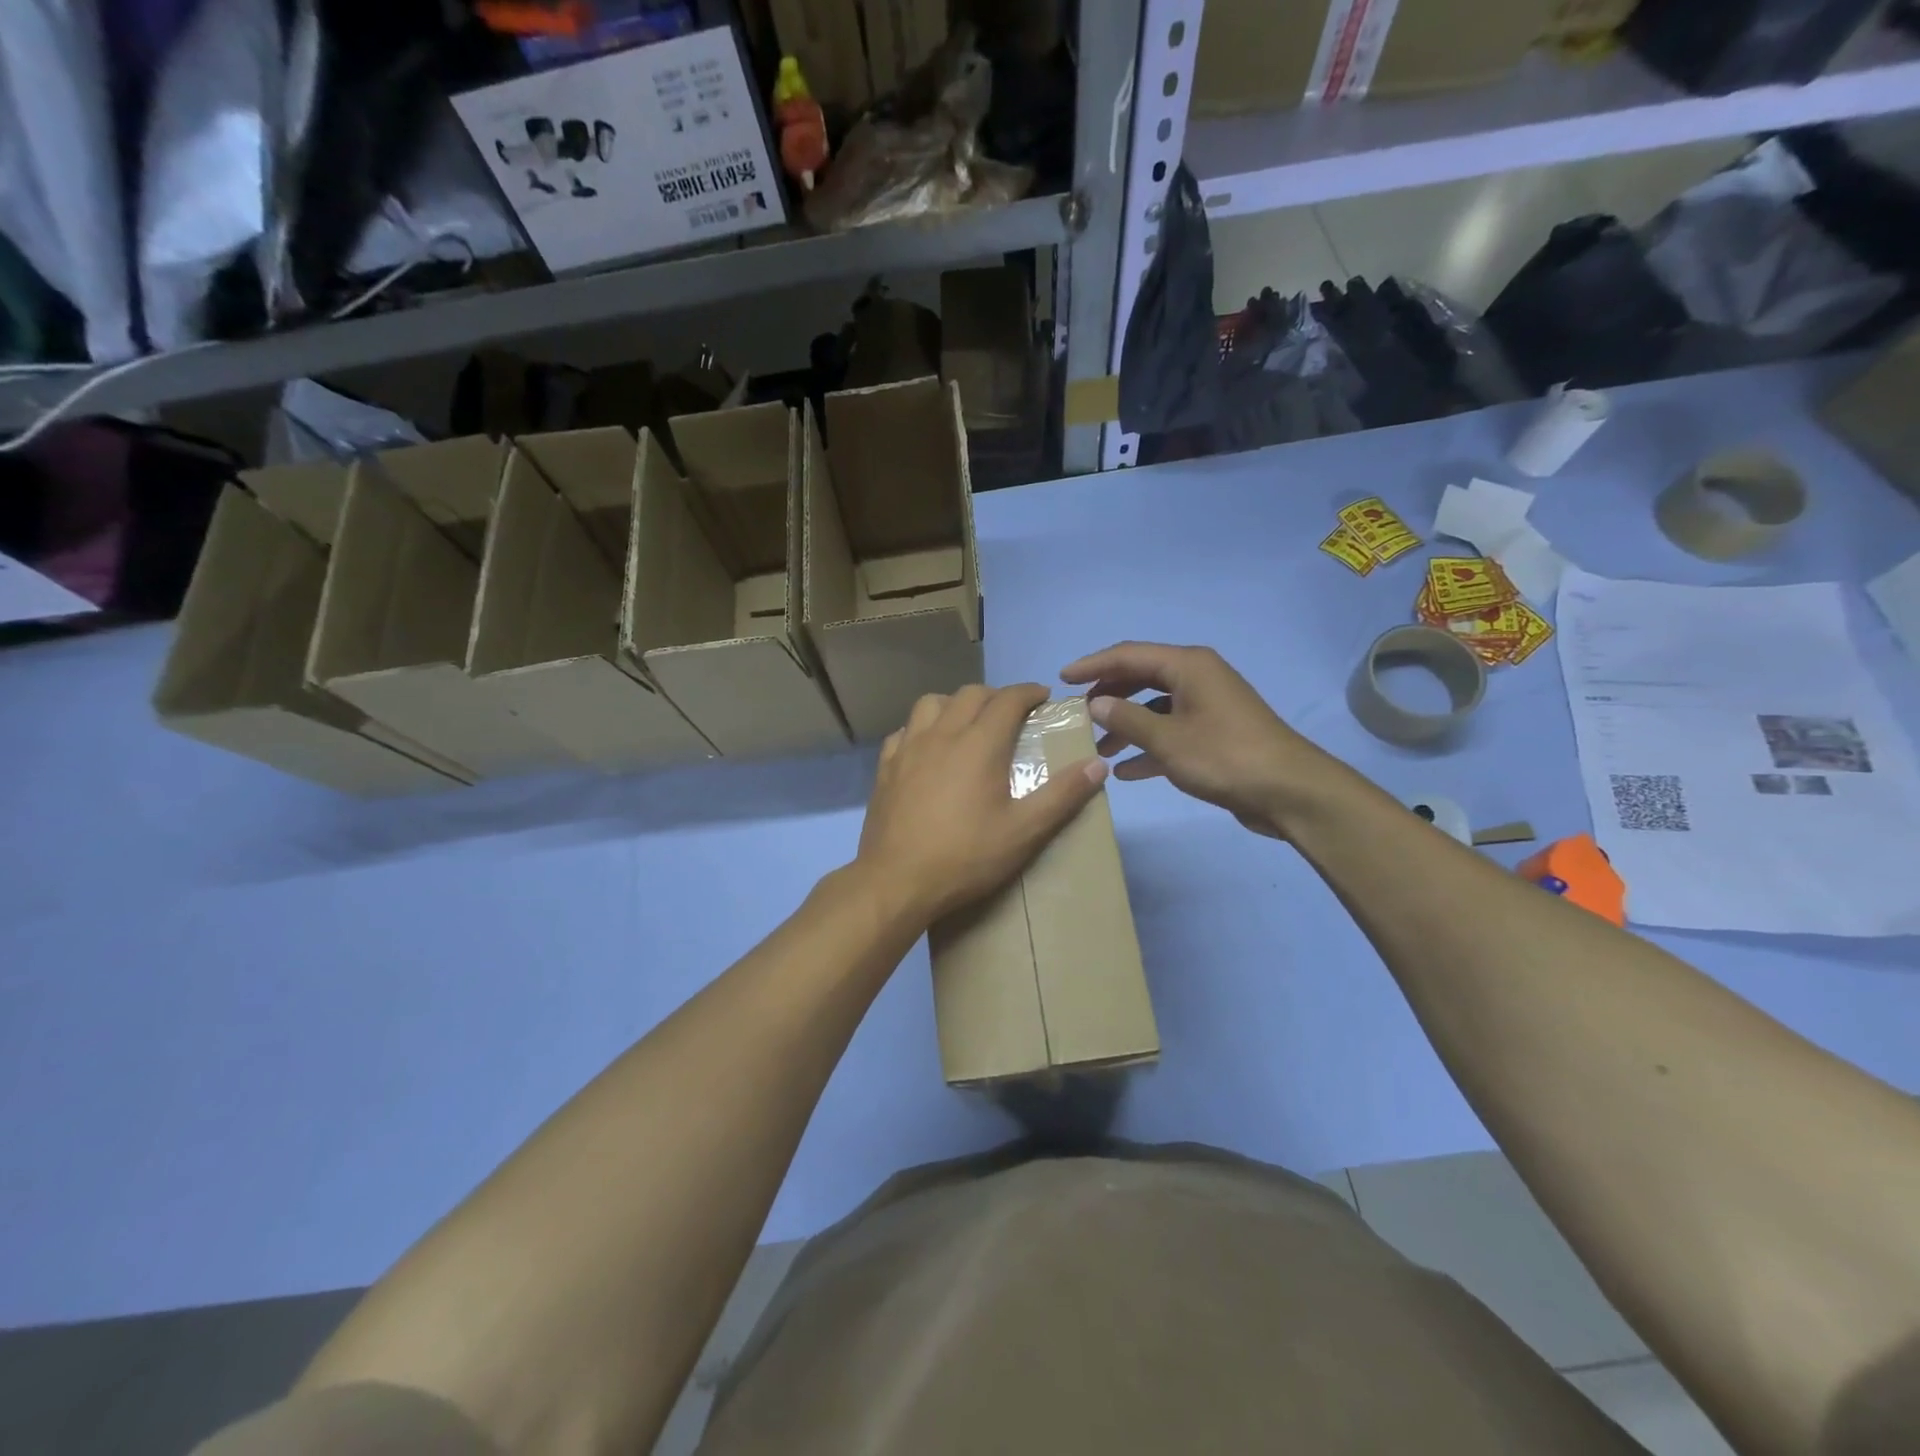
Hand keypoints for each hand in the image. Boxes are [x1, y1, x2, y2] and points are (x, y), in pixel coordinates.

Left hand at [855, 685, 1108, 925]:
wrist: (896, 881)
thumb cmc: (965, 856)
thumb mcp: (1024, 831)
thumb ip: (1063, 795)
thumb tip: (1098, 765)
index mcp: (979, 744)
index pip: (1007, 700)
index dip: (1029, 692)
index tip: (1043, 697)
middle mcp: (941, 734)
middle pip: (970, 694)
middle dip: (996, 695)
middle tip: (1012, 714)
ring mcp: (908, 748)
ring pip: (931, 703)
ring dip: (955, 704)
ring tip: (967, 724)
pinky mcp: (885, 767)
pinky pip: (904, 730)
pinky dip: (922, 728)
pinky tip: (927, 749)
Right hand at [1062, 642, 1330, 838]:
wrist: (1289, 791)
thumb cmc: (1225, 757)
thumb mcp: (1168, 739)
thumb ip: (1127, 719)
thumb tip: (1095, 703)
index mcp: (1187, 666)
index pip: (1128, 655)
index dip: (1092, 665)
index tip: (1061, 679)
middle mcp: (1197, 678)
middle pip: (1140, 678)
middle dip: (1107, 695)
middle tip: (1077, 714)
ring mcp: (1207, 707)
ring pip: (1154, 708)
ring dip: (1125, 726)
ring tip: (1097, 748)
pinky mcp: (1214, 734)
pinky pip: (1170, 732)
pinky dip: (1147, 748)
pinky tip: (1125, 771)